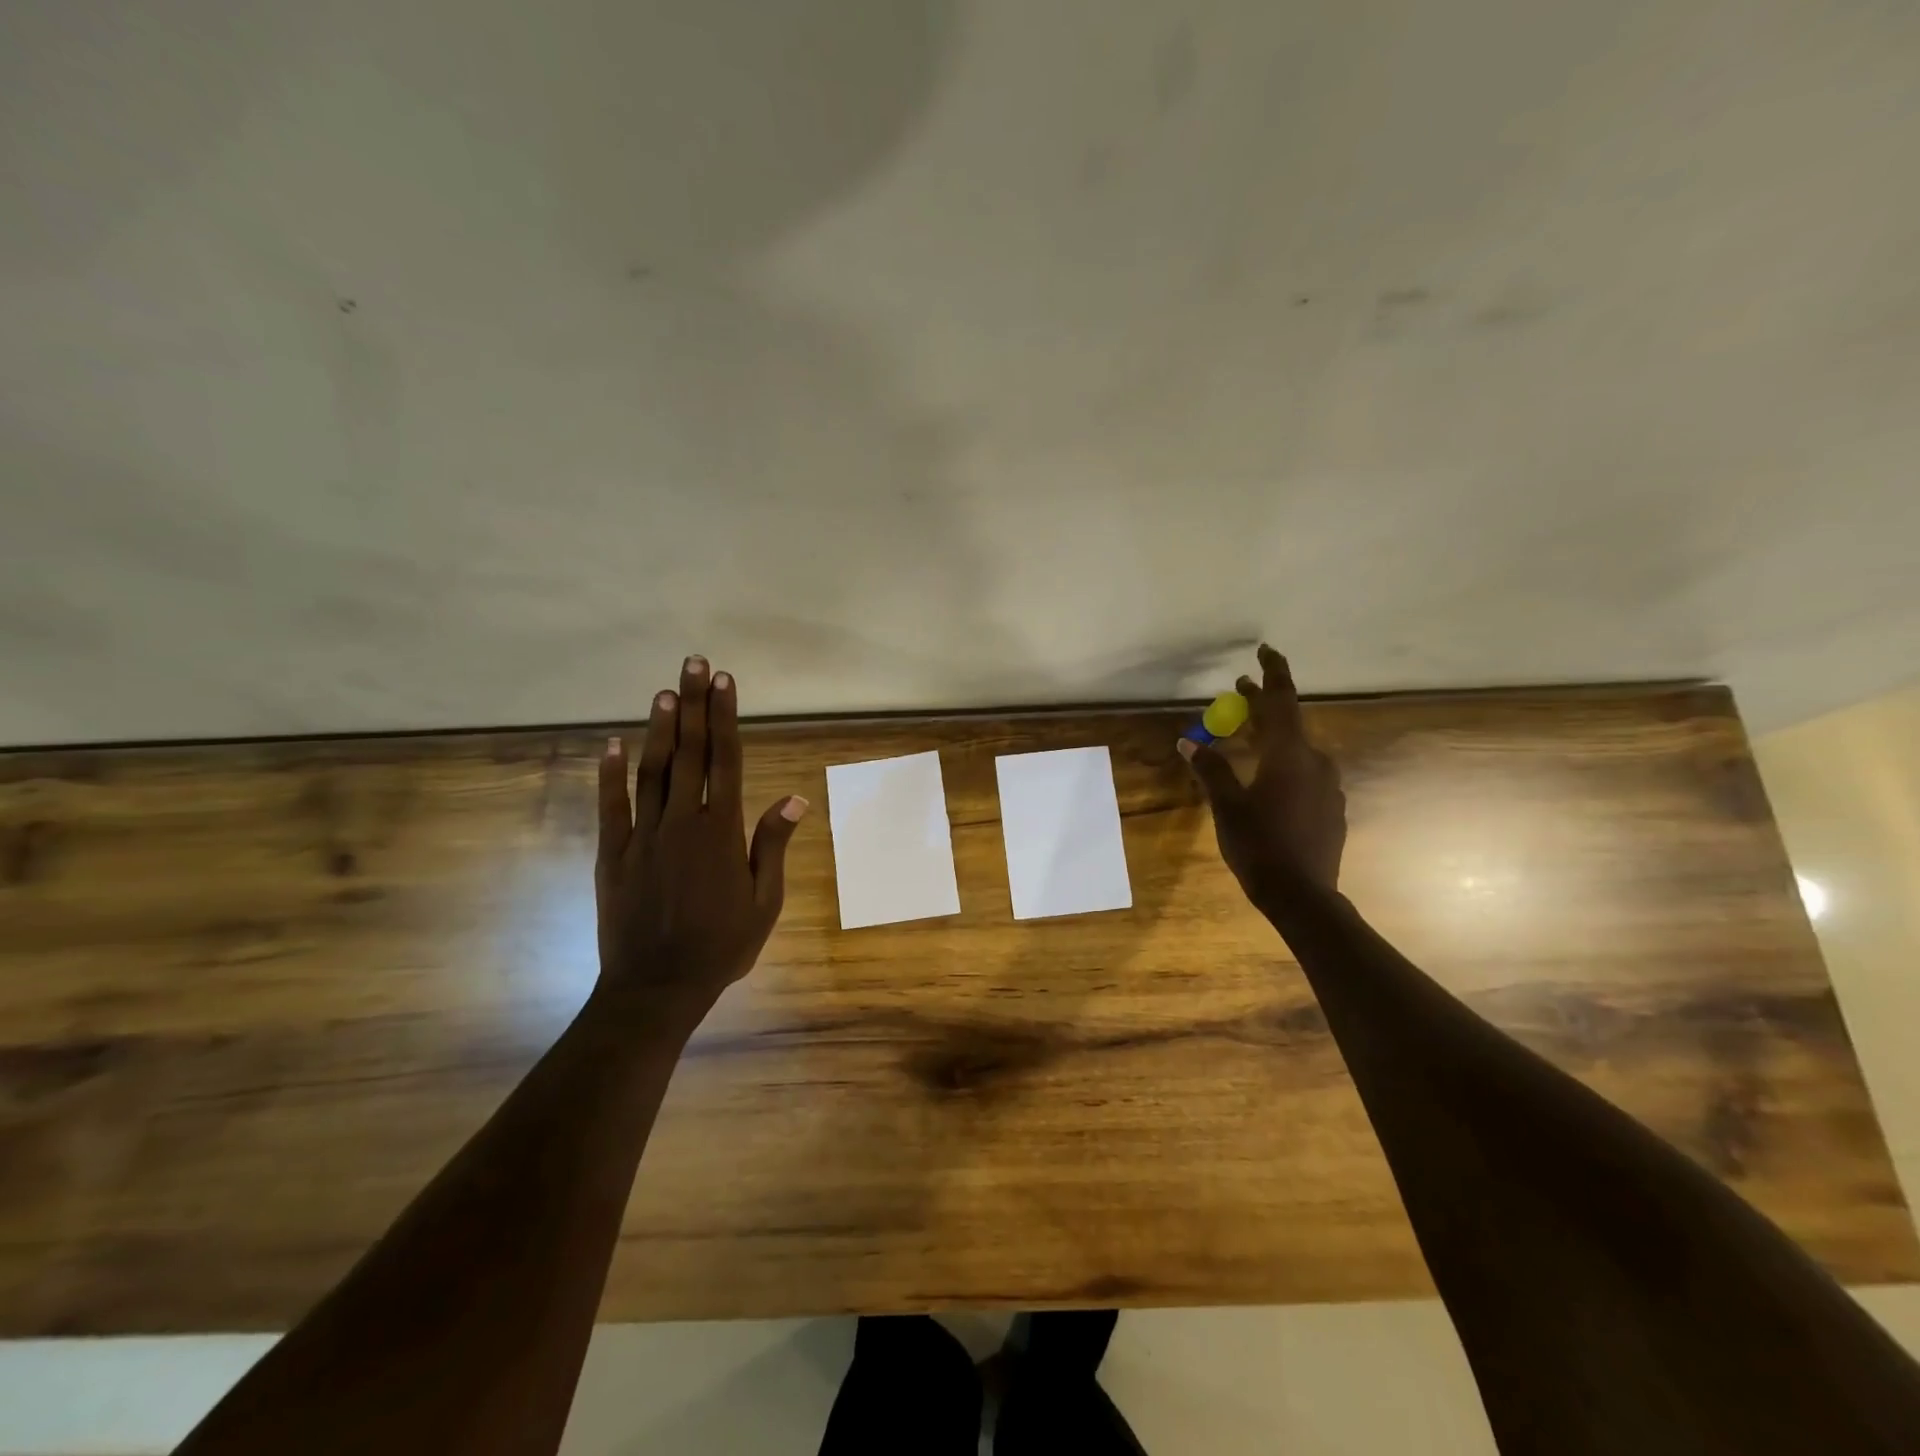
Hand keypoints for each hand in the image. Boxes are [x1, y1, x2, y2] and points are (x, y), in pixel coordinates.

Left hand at [594, 655, 806, 1023]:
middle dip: (694, 705)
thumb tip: (794, 798)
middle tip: (695, 664)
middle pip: (689, 753)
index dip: (726, 718)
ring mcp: (643, 835)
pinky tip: (611, 745)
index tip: (725, 682)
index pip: (726, 761)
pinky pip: (611, 806)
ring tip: (664, 691)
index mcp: (721, 832)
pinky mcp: (612, 853)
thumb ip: (772, 846)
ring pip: (652, 771)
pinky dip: (610, 774)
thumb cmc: (721, 947)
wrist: (656, 988)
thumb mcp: (764, 902)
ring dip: (658, 729)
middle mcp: (682, 822)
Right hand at [1180, 644, 1345, 898]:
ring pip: (1297, 749)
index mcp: (1289, 755)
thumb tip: (1188, 742)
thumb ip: (1210, 769)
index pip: (1282, 701)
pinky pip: (1305, 772)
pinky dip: (1284, 763)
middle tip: (1238, 692)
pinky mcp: (1331, 807)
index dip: (1273, 673)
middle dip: (1263, 705)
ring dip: (1272, 736)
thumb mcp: (1227, 806)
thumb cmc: (1260, 845)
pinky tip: (1267, 780)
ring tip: (1246, 737)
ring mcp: (1328, 786)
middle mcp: (1315, 762)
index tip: (1265, 650)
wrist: (1303, 896)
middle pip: (1288, 723)